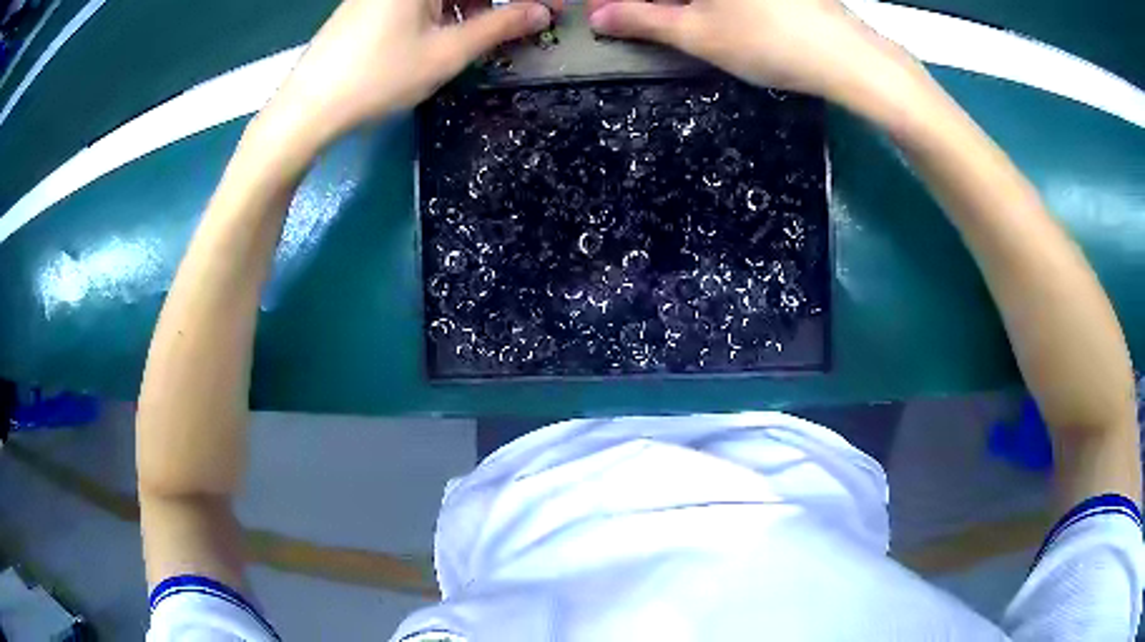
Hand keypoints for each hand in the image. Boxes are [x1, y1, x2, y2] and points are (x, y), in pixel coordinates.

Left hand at [261, 0, 558, 147]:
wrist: (306, 109)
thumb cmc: (378, 78)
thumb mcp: (446, 53)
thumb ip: (500, 26)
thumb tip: (543, 11)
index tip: (546, 11)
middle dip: (491, 3)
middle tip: (515, 25)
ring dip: (468, 6)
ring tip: (480, 35)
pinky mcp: (368, 4)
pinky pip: (416, 0)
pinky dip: (441, 10)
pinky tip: (444, 34)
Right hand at [587, 0, 898, 100]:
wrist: (847, 56)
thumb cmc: (766, 42)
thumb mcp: (696, 34)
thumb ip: (641, 20)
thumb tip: (597, 16)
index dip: (618, 0)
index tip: (604, 13)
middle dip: (647, 2)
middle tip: (632, 18)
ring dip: (676, 2)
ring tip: (669, 17)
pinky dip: (708, 3)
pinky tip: (713, 14)